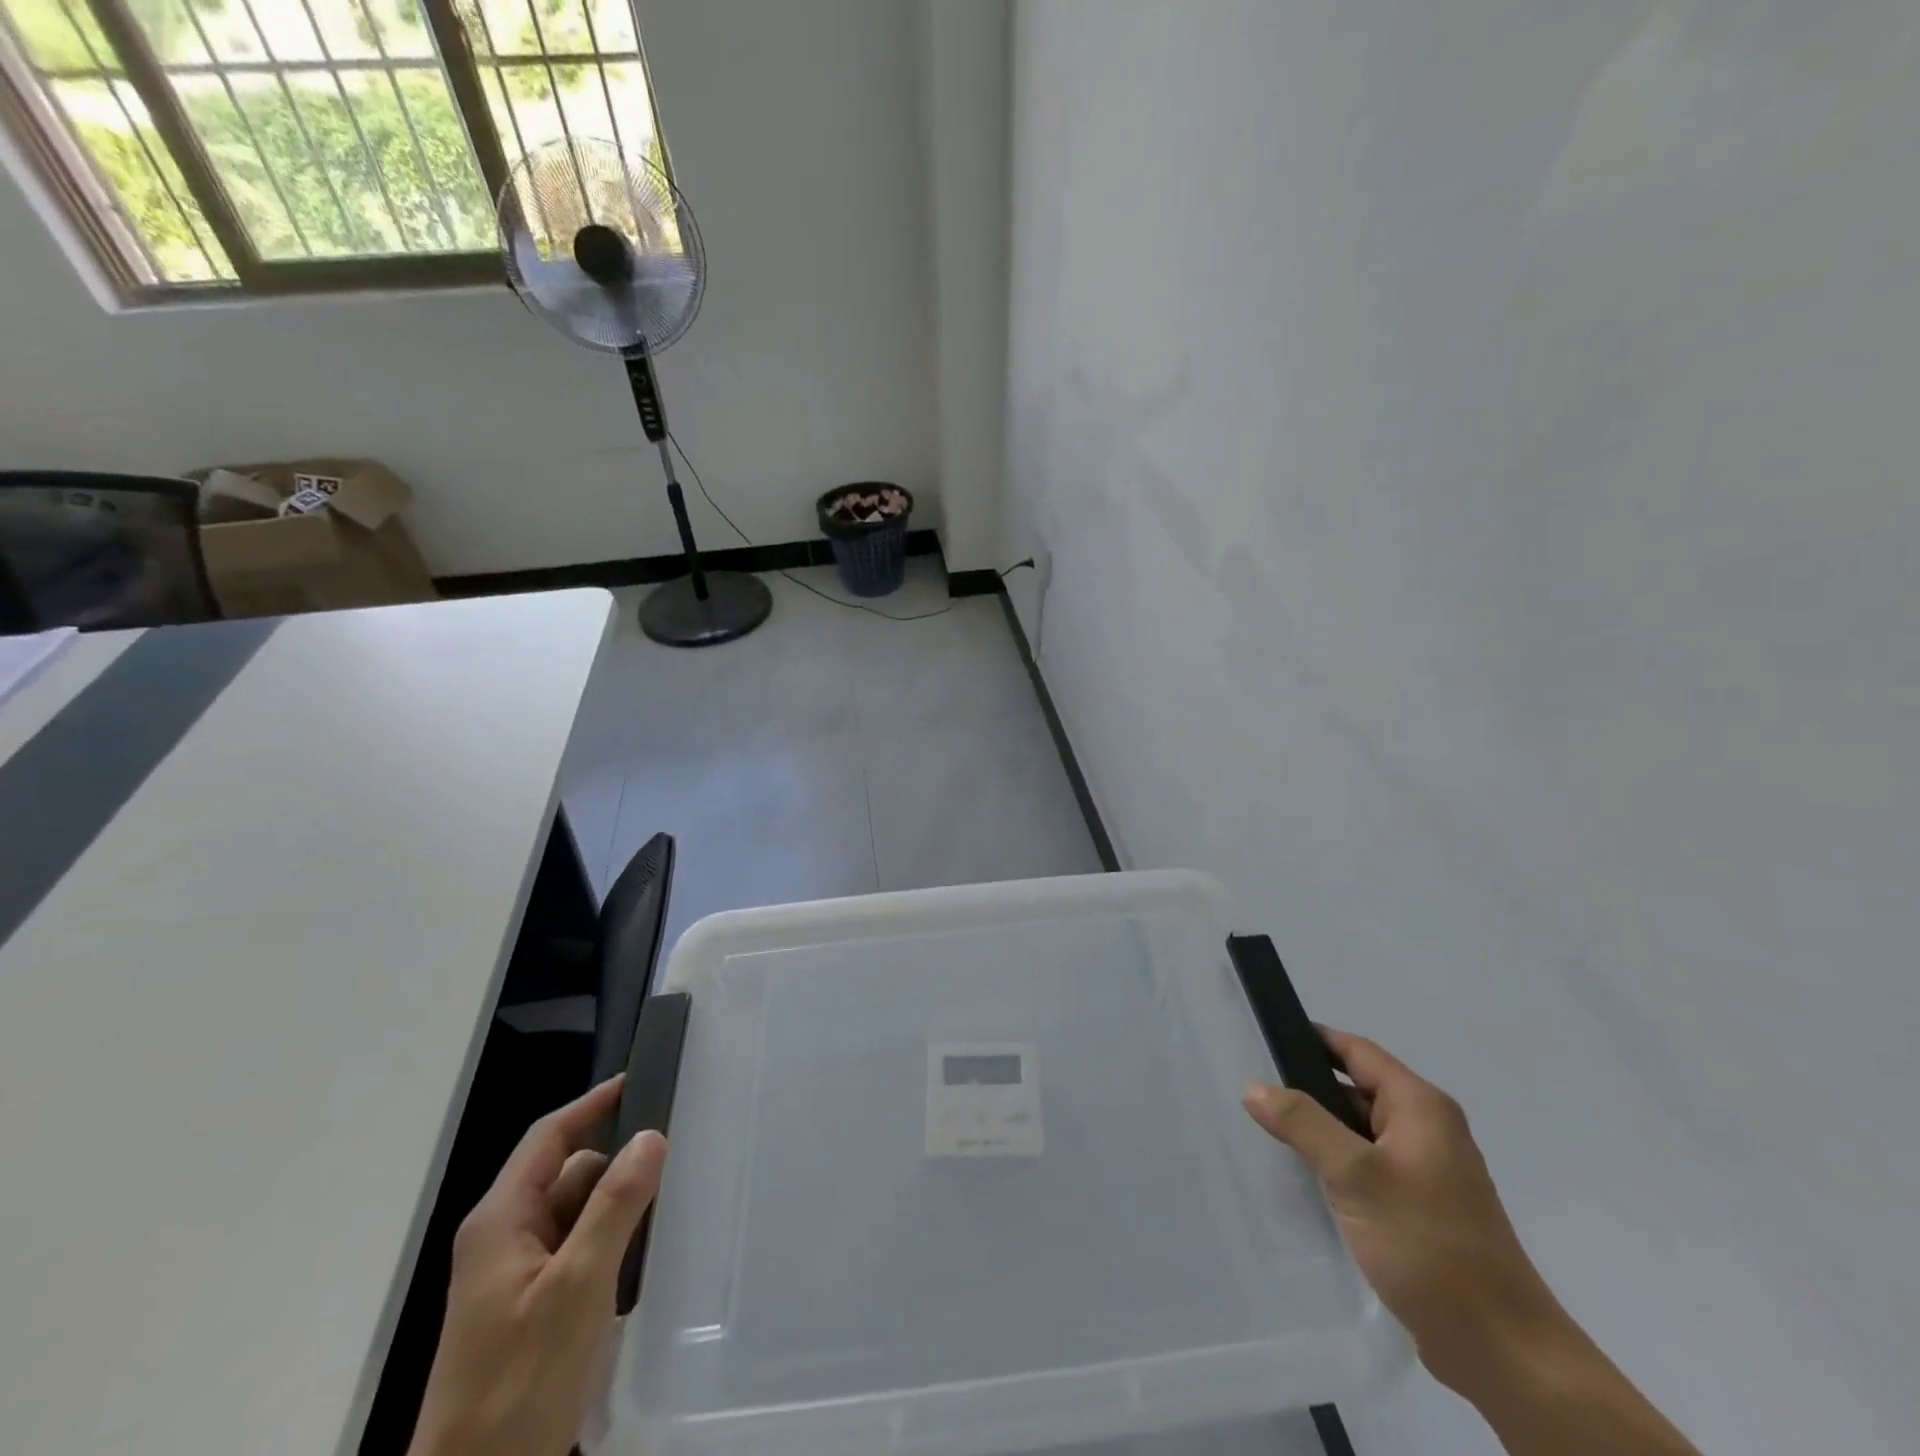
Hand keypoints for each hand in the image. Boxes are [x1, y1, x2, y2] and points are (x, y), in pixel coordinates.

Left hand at [408, 1076, 667, 1455]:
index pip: (550, 1138)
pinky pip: (576, 1250)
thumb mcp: (577, 1285)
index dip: (593, 1105)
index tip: (640, 1081)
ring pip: (575, 1214)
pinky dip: (607, 1245)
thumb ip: (615, 1205)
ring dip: (614, 1210)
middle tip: (674, 1162)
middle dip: (615, 1168)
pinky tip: (639, 1262)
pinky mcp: (529, 1308)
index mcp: (500, 1221)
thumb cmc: (520, 1381)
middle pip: (568, 1174)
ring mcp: (514, 1276)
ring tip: (665, 1214)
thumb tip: (650, 1135)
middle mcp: (503, 1238)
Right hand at [1242, 1028, 1563, 1398]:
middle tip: (1254, 1093)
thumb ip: (1303, 1124)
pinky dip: (1337, 1165)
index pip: (1356, 1051)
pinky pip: (1368, 1167)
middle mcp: (1427, 1128)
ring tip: (1266, 1133)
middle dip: (1308, 1090)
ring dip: (1320, 1131)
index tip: (1263, 1037)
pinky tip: (1304, 1179)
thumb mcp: (1355, 1176)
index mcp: (1420, 1106)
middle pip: (1356, 1089)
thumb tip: (1253, 1086)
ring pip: (1359, 1131)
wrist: (1501, 1350)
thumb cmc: (1428, 1245)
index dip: (1311, 1039)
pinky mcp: (1420, 1207)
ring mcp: (1426, 1170)